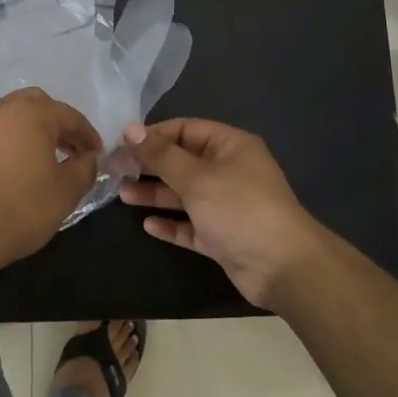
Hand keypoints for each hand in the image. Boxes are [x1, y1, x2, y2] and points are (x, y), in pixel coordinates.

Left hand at [0, 88, 101, 269]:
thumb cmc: (22, 207)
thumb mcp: (66, 191)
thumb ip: (85, 168)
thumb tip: (87, 158)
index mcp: (33, 113)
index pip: (70, 116)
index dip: (88, 135)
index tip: (97, 154)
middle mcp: (4, 109)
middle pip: (38, 105)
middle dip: (57, 124)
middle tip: (70, 150)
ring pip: (12, 116)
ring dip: (32, 131)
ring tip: (43, 159)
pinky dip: (10, 142)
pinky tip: (15, 168)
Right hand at [121, 118, 330, 308]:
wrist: (282, 266)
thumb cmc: (239, 209)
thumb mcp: (196, 177)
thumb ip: (161, 155)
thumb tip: (130, 129)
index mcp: (230, 147)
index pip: (185, 130)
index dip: (154, 135)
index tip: (121, 144)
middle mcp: (229, 171)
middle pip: (183, 162)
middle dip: (150, 166)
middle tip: (115, 171)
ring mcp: (226, 206)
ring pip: (184, 195)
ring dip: (155, 194)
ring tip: (122, 195)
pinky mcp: (222, 236)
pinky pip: (191, 225)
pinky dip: (171, 224)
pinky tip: (147, 225)